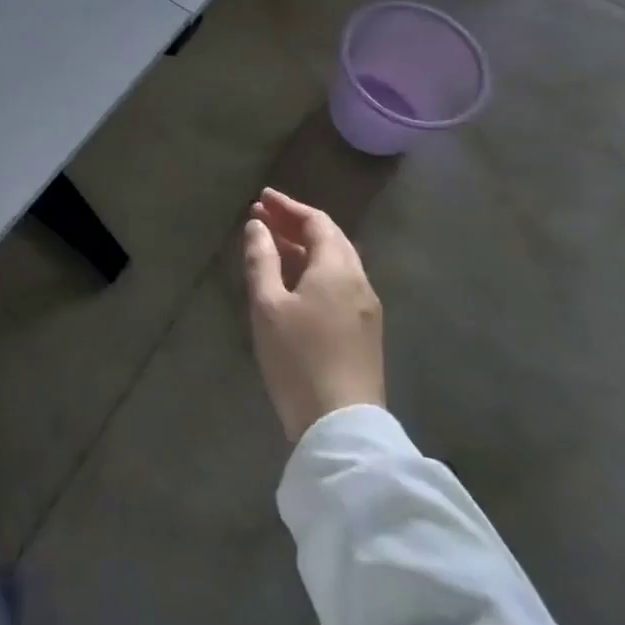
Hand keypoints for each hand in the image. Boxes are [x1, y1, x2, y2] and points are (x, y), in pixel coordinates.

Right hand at [242, 188, 385, 442]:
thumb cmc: (298, 357)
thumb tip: (258, 226)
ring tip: (272, 245)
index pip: (316, 222)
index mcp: (337, 268)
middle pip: (330, 239)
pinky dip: (314, 270)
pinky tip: (293, 282)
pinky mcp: (364, 333)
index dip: (288, 206)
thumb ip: (261, 259)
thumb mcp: (268, 305)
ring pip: (335, 263)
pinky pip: (339, 285)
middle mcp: (358, 281)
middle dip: (295, 224)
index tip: (262, 197)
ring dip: (304, 249)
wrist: (341, 426)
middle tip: (263, 217)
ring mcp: (366, 309)